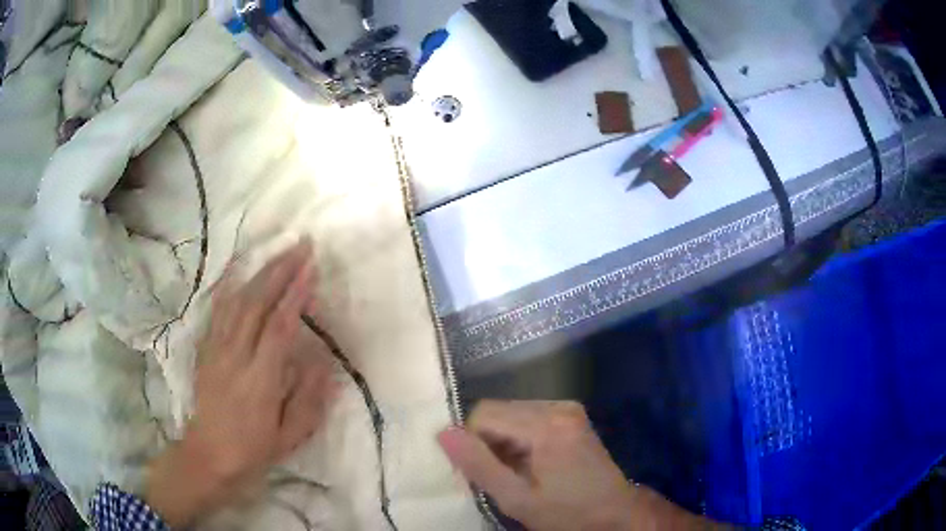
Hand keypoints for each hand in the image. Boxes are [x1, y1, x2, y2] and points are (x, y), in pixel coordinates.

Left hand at [145, 240, 338, 527]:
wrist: (208, 455)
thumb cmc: (253, 450)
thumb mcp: (289, 437)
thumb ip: (309, 399)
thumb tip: (325, 362)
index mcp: (259, 381)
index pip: (279, 328)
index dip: (295, 295)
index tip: (311, 268)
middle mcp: (235, 357)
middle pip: (256, 304)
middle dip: (279, 271)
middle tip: (301, 247)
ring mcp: (216, 350)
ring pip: (236, 301)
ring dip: (259, 273)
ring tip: (279, 253)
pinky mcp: (206, 349)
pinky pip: (217, 311)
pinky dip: (230, 285)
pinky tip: (239, 269)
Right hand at [438, 400, 718, 530]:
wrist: (616, 513)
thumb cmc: (566, 513)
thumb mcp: (517, 498)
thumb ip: (478, 465)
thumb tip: (442, 432)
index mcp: (546, 425)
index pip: (484, 414)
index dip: (471, 442)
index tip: (476, 472)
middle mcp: (558, 406)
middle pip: (497, 411)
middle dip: (486, 441)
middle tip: (494, 475)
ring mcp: (567, 408)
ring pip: (510, 413)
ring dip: (501, 441)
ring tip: (513, 472)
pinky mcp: (571, 415)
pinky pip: (528, 417)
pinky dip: (518, 438)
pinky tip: (528, 462)